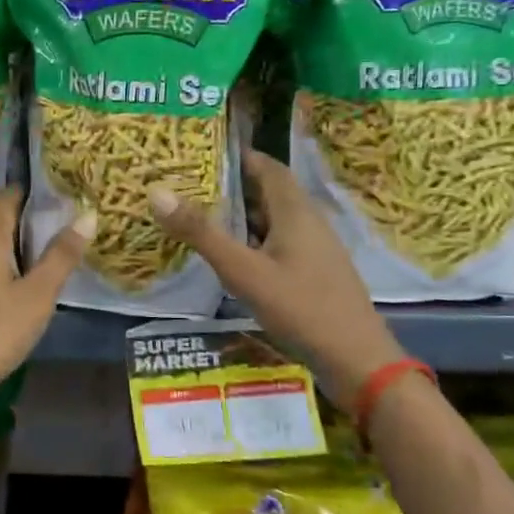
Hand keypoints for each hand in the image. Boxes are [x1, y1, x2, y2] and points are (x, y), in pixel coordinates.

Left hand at [0, 187, 95, 426]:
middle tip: (68, 220)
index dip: (31, 190)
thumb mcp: (37, 295)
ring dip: (21, 246)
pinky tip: (28, 286)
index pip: (5, 198)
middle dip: (30, 218)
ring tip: (56, 250)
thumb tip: (86, 214)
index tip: (62, 191)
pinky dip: (10, 269)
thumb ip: (61, 256)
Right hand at [148, 150, 398, 408]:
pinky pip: (279, 242)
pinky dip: (253, 239)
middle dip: (233, 184)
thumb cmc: (300, 307)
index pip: (267, 166)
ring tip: (202, 215)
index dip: (238, 155)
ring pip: (273, 219)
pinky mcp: (314, 272)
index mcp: (295, 211)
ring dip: (242, 214)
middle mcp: (308, 222)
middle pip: (269, 191)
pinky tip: (232, 256)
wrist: (357, 360)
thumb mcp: (242, 270)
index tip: (202, 152)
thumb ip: (201, 232)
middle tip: (191, 183)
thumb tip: (157, 192)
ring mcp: (315, 249)